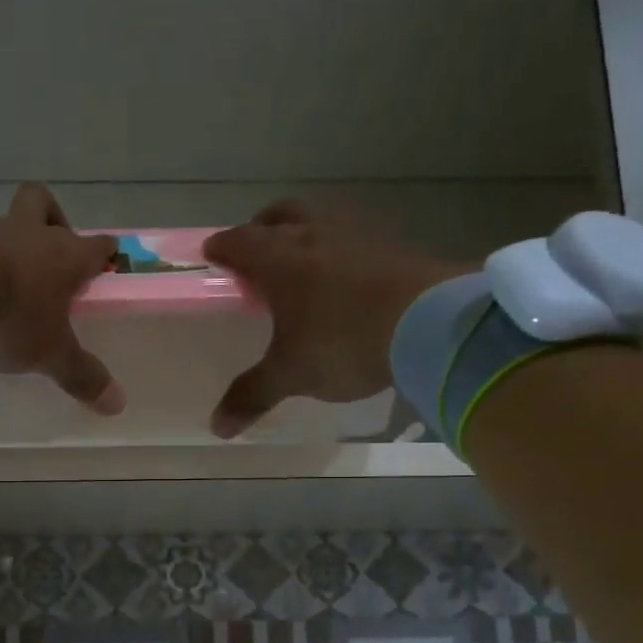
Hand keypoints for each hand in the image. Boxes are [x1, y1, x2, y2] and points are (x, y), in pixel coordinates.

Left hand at [0, 183, 125, 413]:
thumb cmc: (12, 316)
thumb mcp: (50, 353)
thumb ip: (82, 376)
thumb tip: (119, 404)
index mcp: (63, 255)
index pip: (97, 244)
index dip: (104, 252)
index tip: (105, 261)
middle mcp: (26, 231)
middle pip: (43, 203)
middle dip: (51, 219)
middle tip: (46, 254)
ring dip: (1, 244)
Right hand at [203, 201, 474, 437]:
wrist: (431, 323)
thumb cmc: (343, 341)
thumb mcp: (292, 374)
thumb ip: (253, 395)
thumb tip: (218, 428)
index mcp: (279, 259)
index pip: (238, 241)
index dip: (221, 247)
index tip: (211, 254)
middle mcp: (315, 235)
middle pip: (280, 215)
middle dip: (262, 227)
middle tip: (256, 250)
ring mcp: (359, 234)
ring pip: (321, 219)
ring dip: (306, 232)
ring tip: (304, 262)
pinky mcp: (396, 244)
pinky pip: (358, 237)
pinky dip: (343, 250)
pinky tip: (349, 277)